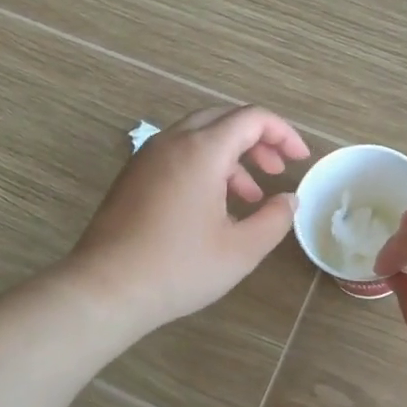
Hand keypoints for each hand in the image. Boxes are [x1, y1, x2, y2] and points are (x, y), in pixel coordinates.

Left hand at [68, 105, 309, 333]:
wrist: (106, 289)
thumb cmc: (179, 268)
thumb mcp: (241, 249)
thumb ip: (274, 218)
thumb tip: (289, 199)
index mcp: (201, 150)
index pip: (251, 118)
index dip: (283, 133)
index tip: (300, 159)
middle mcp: (172, 142)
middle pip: (223, 120)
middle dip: (257, 141)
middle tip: (276, 170)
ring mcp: (146, 157)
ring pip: (198, 137)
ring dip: (230, 157)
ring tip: (250, 197)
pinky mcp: (132, 177)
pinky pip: (177, 155)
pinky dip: (204, 166)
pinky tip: (213, 207)